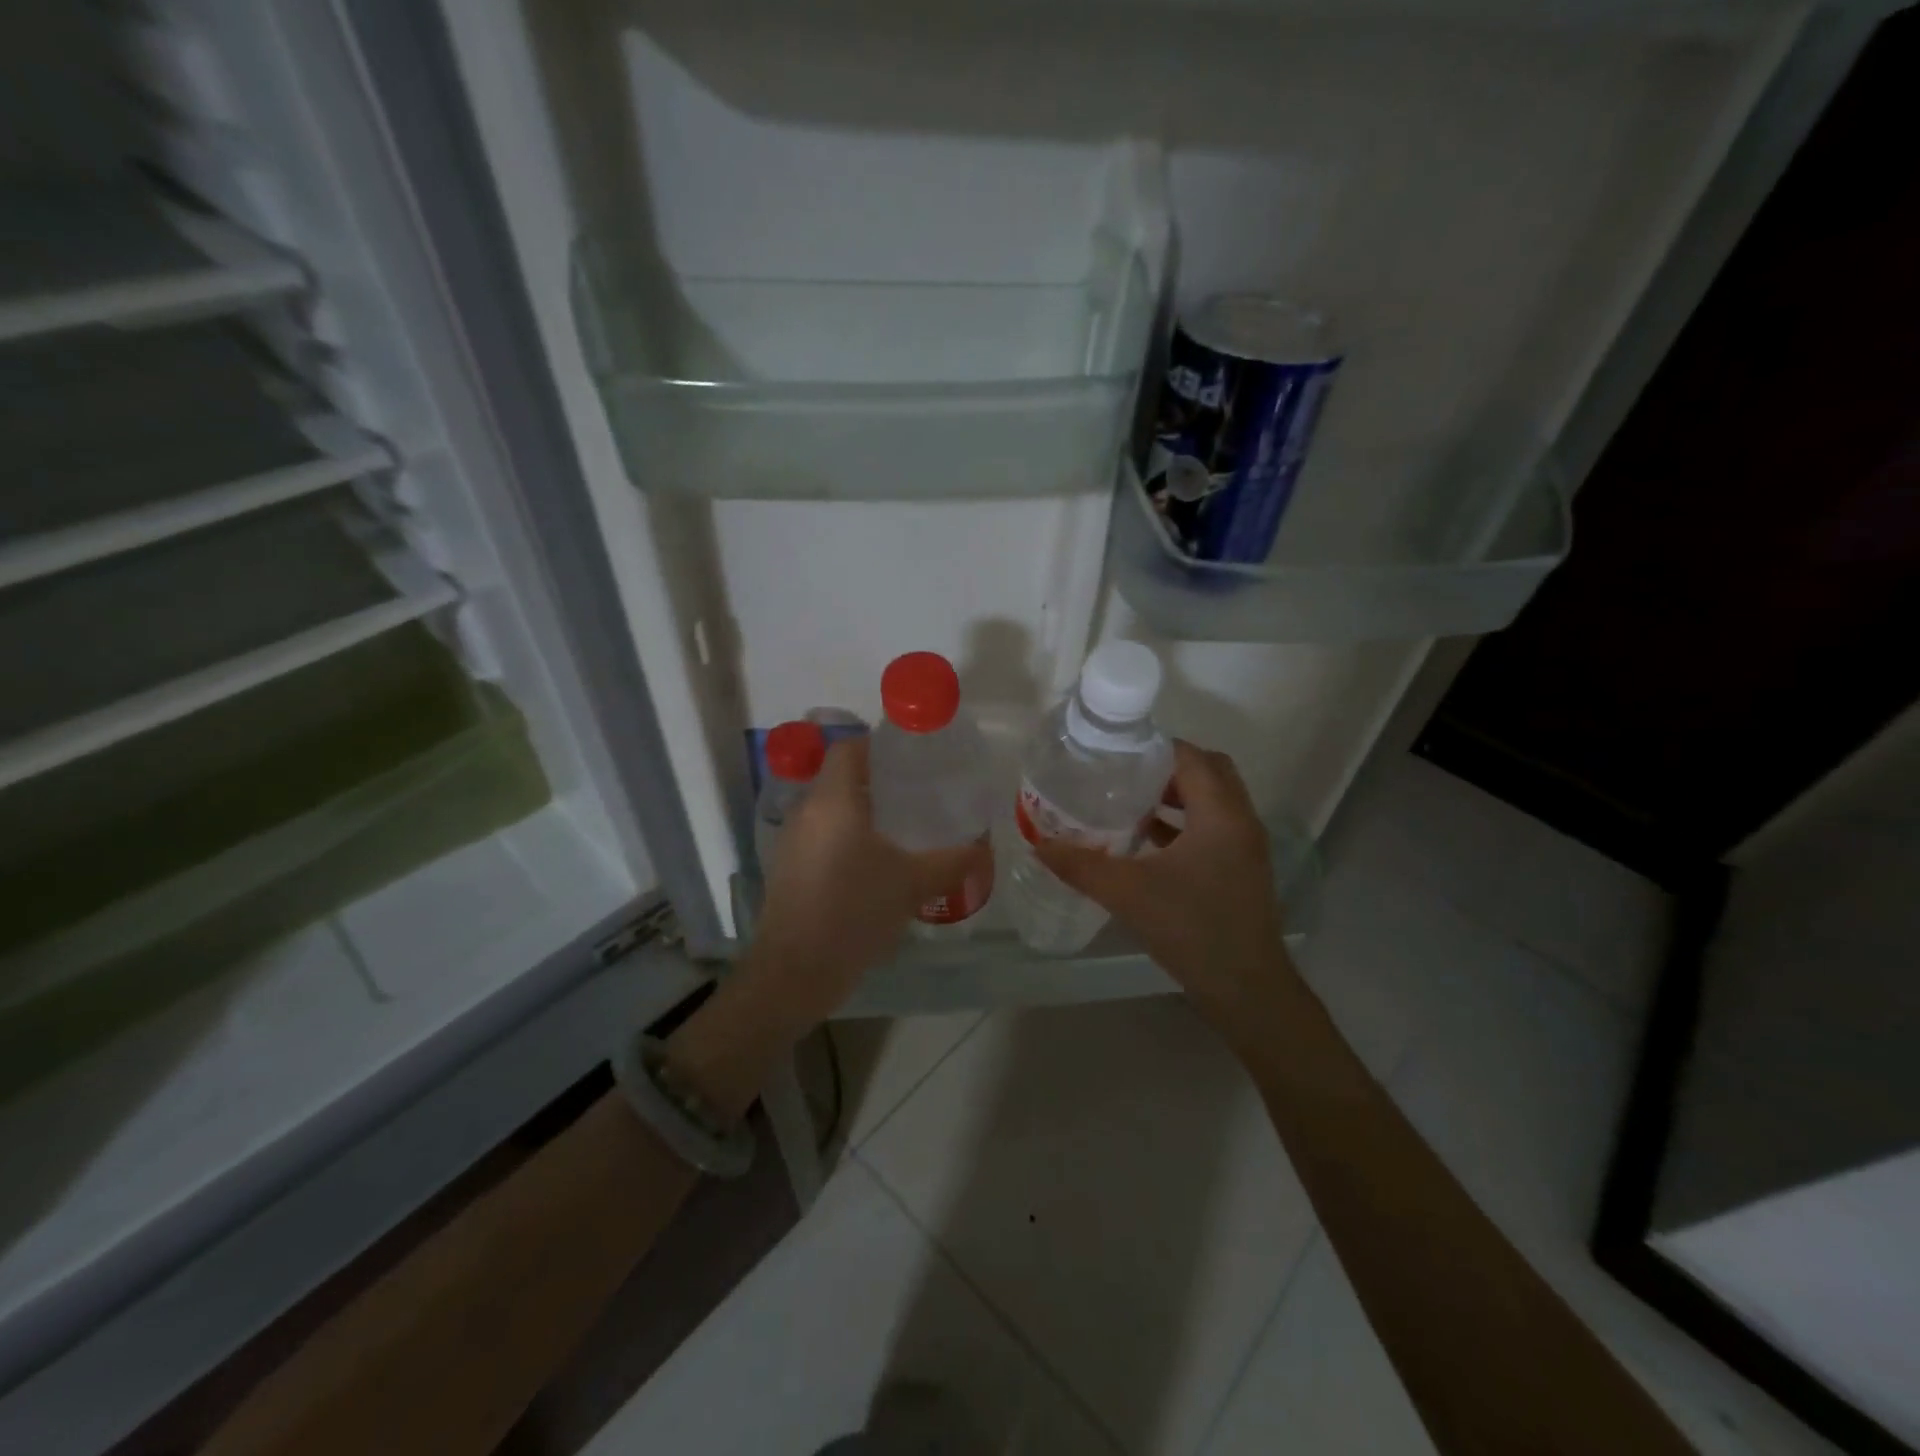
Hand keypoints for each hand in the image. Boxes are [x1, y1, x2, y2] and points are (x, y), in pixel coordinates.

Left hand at [745, 735, 989, 1028]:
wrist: (796, 972)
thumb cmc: (854, 912)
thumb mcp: (912, 884)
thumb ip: (952, 861)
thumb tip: (985, 848)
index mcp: (833, 801)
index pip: (850, 748)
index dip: (880, 745)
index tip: (914, 758)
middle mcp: (807, 812)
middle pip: (841, 778)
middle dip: (879, 781)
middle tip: (920, 794)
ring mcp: (792, 842)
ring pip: (831, 810)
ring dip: (863, 812)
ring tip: (903, 829)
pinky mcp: (788, 869)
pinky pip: (822, 837)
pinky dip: (848, 838)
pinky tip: (876, 865)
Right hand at [1035, 740, 1291, 1024]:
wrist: (1246, 990)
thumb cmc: (1192, 929)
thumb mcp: (1128, 894)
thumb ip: (1081, 866)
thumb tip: (1038, 845)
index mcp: (1220, 814)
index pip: (1190, 757)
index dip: (1153, 746)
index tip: (1114, 750)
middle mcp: (1240, 820)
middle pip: (1208, 770)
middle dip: (1166, 766)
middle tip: (1123, 773)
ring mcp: (1245, 846)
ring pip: (1212, 800)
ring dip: (1176, 794)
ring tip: (1129, 800)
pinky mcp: (1241, 869)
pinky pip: (1213, 827)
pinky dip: (1183, 822)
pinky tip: (1146, 839)